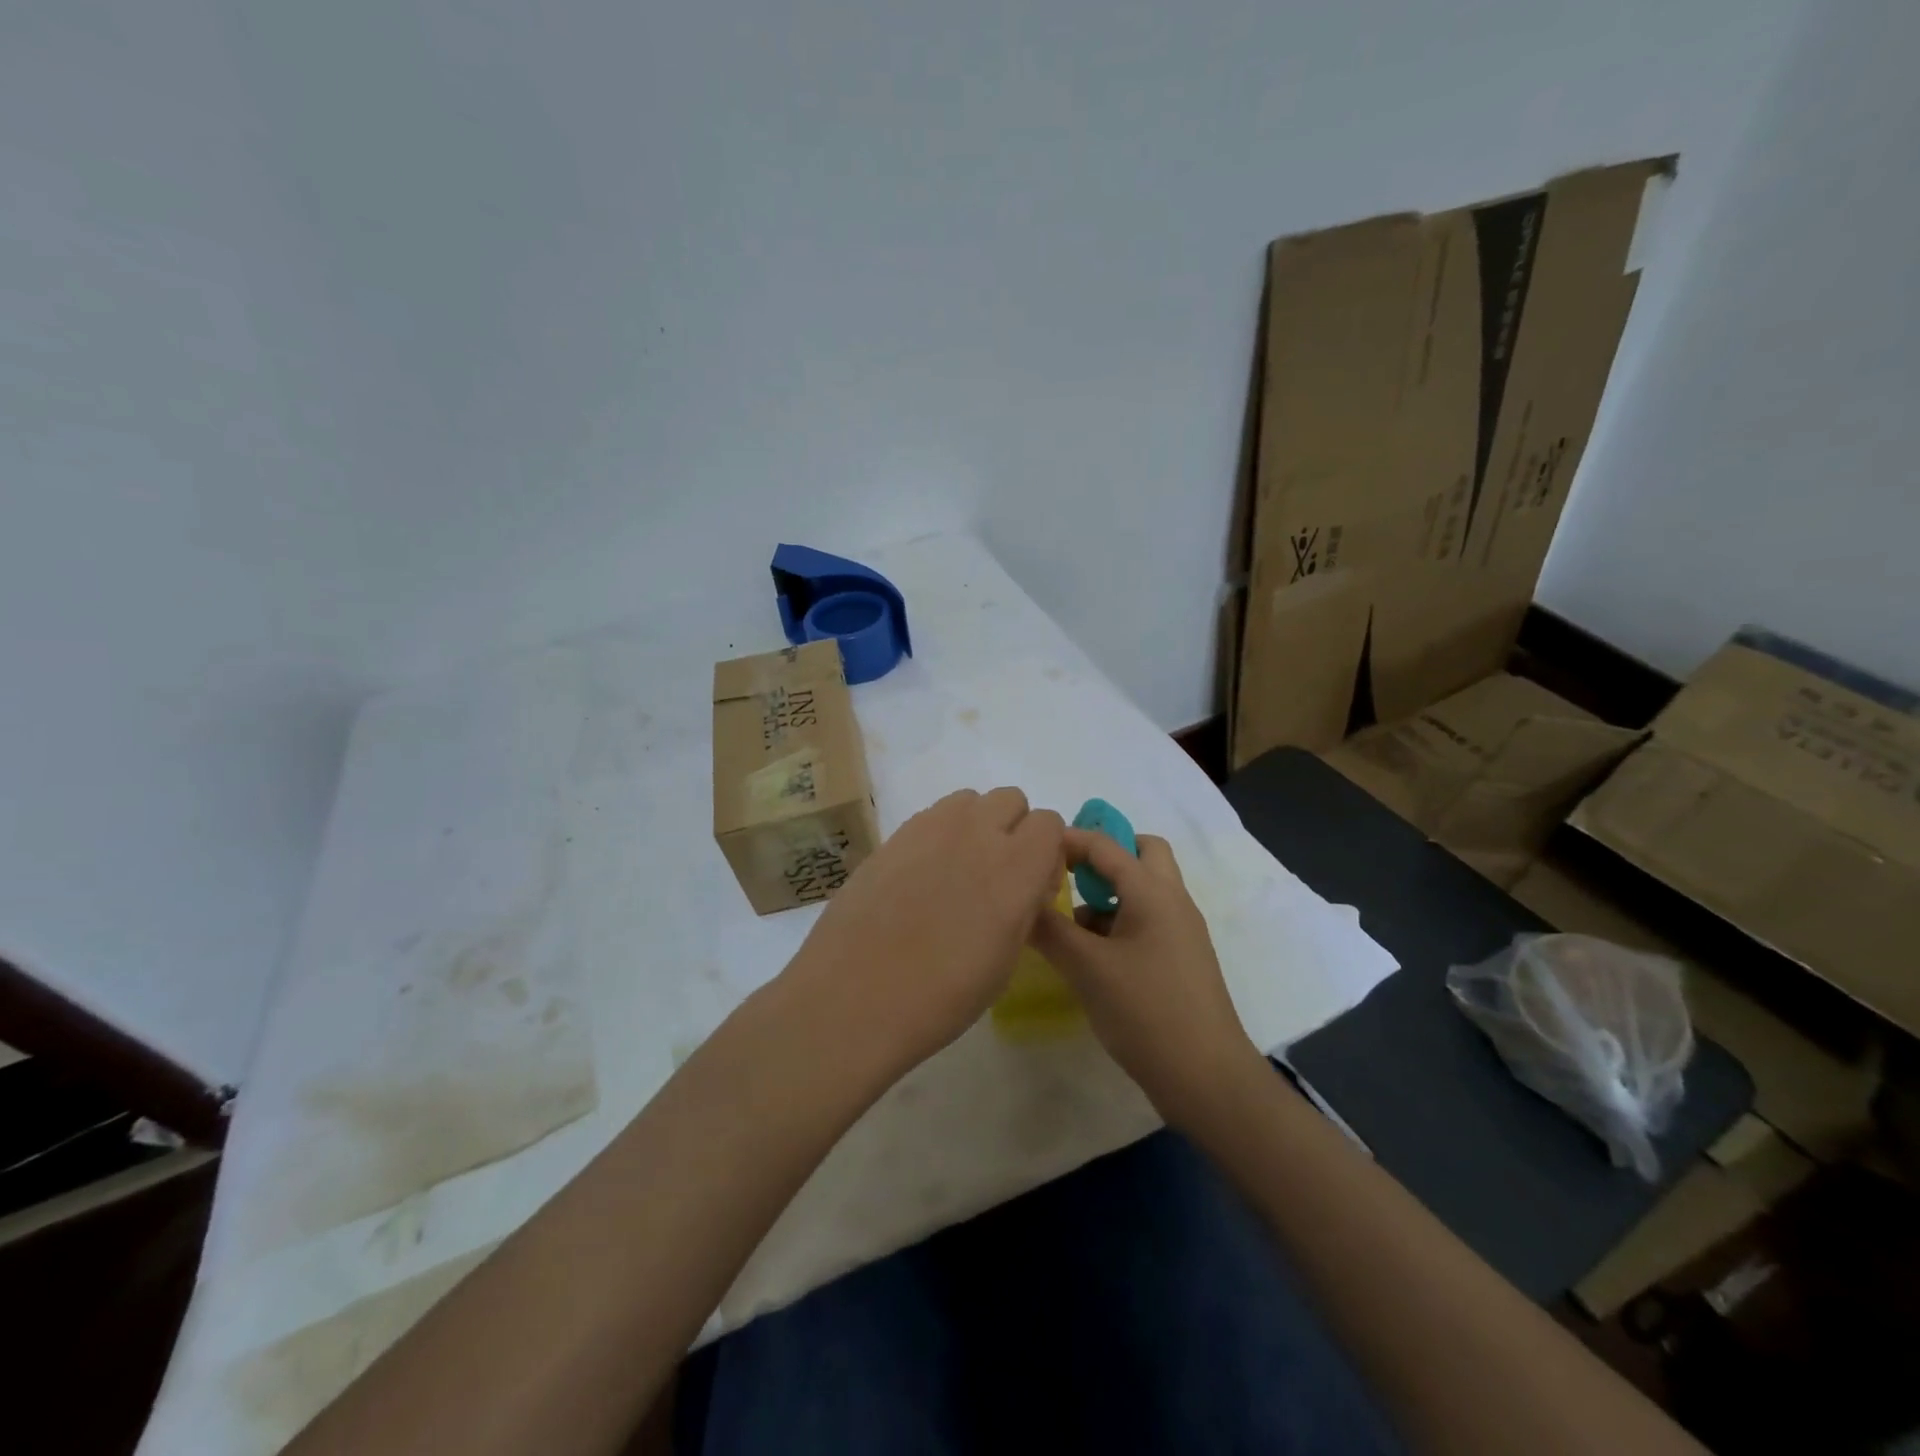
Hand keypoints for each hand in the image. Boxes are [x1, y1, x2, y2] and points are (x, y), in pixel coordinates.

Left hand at [786, 788, 1065, 1076]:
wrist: (855, 997)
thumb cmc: (942, 996)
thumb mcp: (1007, 959)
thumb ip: (1025, 906)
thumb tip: (1025, 885)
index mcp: (1015, 867)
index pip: (1050, 823)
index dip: (1046, 851)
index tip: (1033, 886)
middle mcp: (976, 833)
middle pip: (1010, 800)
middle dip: (1013, 829)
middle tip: (997, 875)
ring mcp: (930, 828)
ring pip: (969, 801)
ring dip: (975, 825)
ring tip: (957, 872)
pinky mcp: (893, 834)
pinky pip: (932, 817)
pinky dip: (939, 835)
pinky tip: (921, 878)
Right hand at [1031, 831, 1268, 1129]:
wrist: (1206, 1078)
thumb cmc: (1146, 1012)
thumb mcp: (1087, 968)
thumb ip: (1050, 930)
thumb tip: (1020, 903)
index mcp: (1153, 891)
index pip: (1106, 844)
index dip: (1068, 839)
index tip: (1032, 846)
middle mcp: (1172, 900)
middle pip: (1141, 852)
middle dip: (1103, 855)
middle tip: (1067, 874)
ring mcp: (1181, 930)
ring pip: (1144, 888)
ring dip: (1109, 891)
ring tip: (1068, 922)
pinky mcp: (1180, 958)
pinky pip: (1146, 919)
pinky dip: (1118, 921)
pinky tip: (1090, 954)